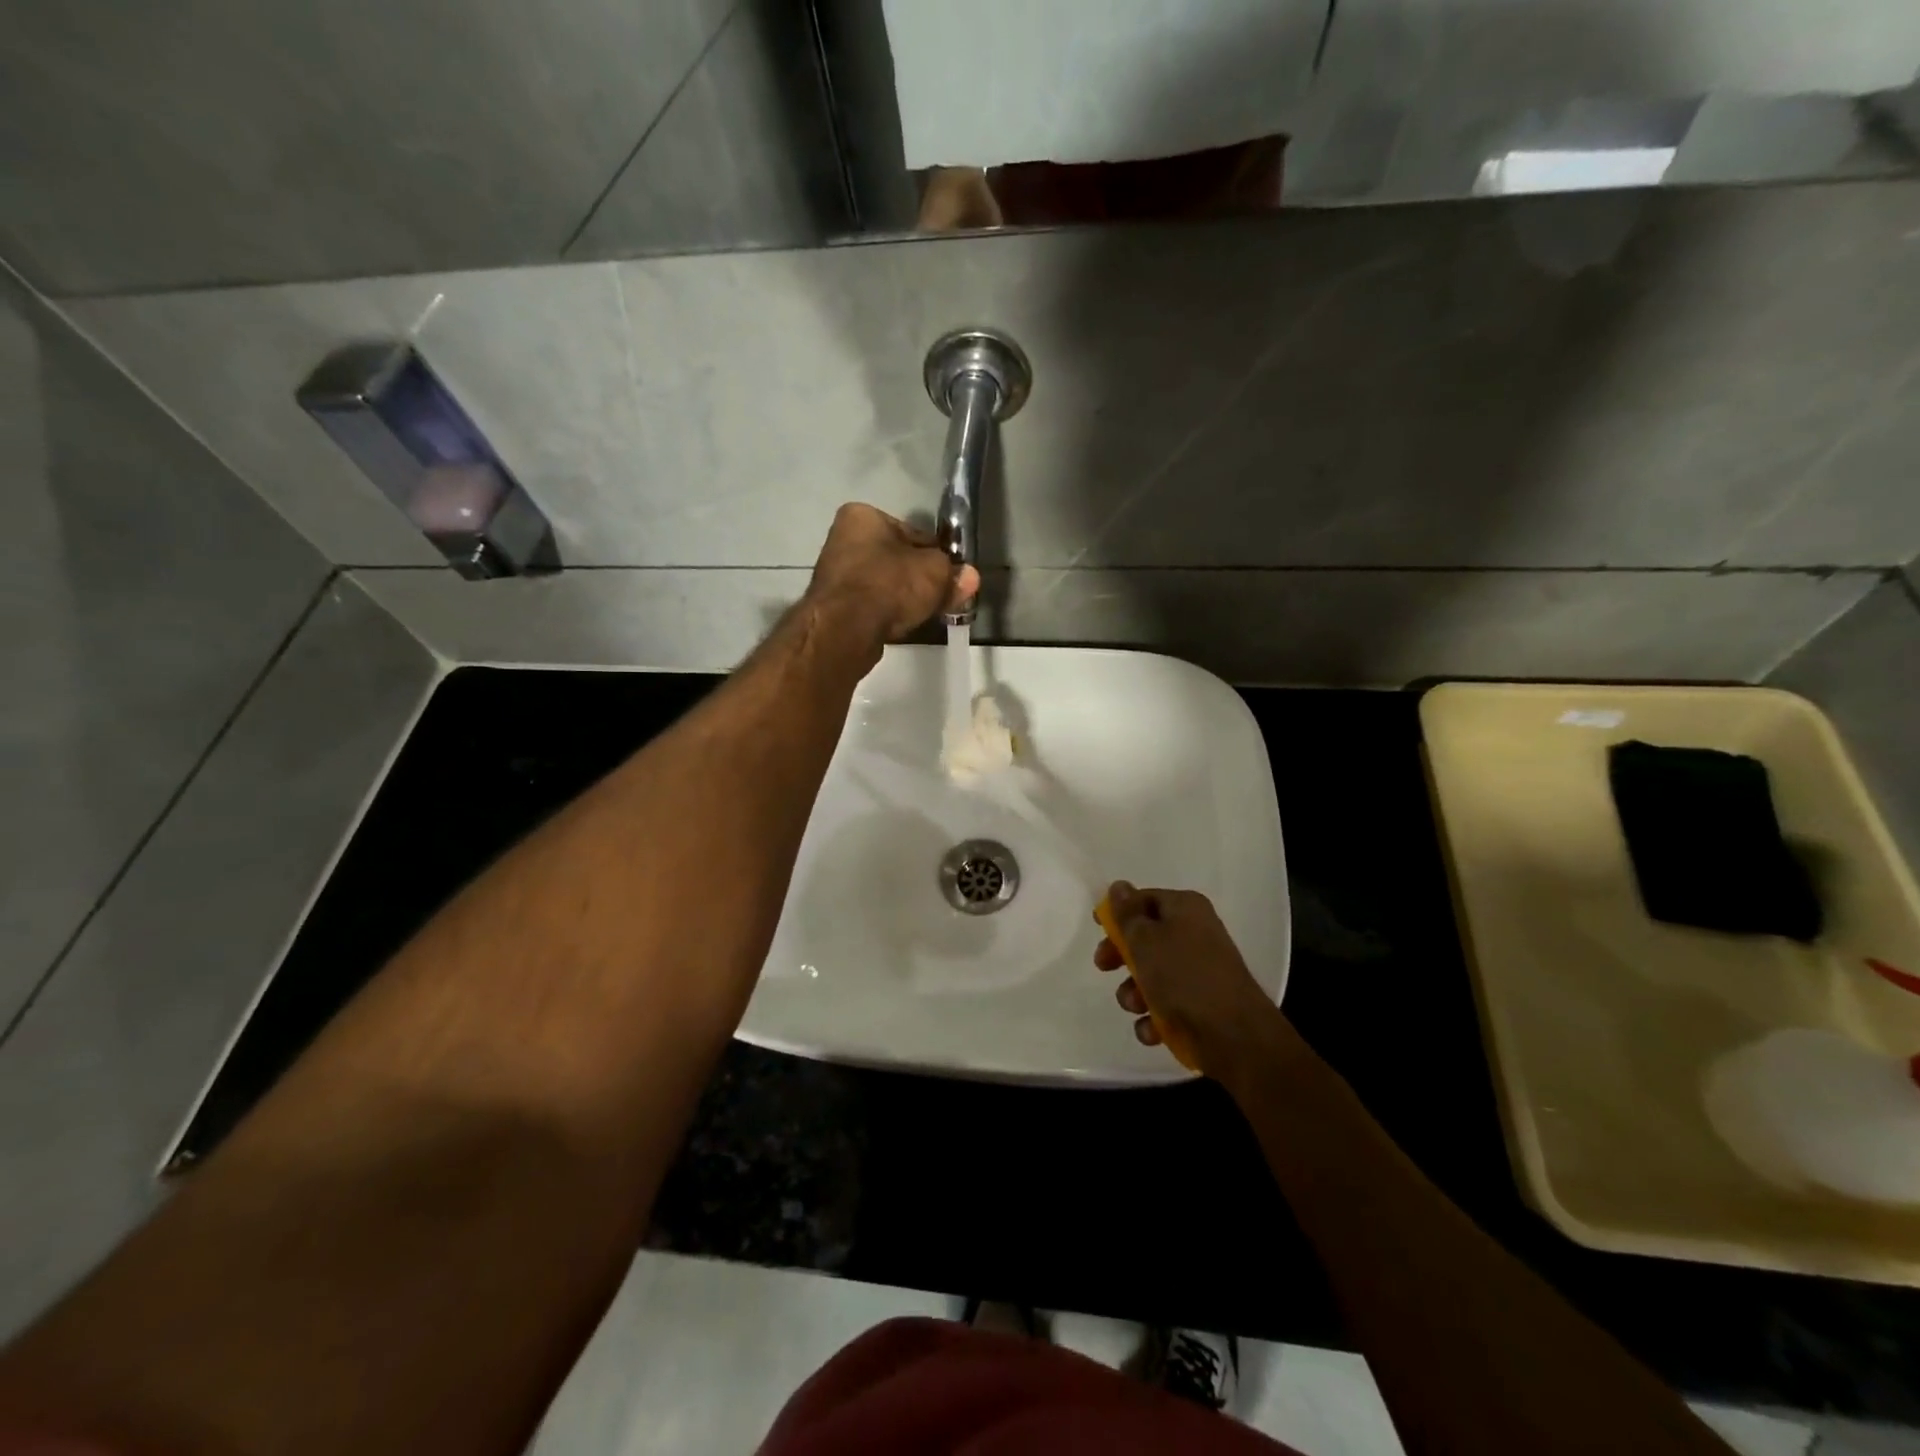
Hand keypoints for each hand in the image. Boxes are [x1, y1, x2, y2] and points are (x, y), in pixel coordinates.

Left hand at [804, 504, 979, 662]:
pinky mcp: (834, 607)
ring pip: (884, 584)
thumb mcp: (935, 572)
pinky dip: (887, 612)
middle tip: (942, 598)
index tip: (951, 575)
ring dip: (904, 597)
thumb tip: (970, 578)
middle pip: (897, 559)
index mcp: (862, 516)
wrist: (846, 628)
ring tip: (925, 614)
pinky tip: (901, 624)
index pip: (913, 533)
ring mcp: (835, 575)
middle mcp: (843, 539)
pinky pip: (871, 605)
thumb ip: (954, 573)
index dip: (936, 554)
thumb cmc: (890, 584)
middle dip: (920, 578)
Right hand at [1094, 881, 1289, 1083]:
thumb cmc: (1184, 976)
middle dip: (1122, 957)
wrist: (1234, 1036)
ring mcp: (1200, 972)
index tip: (1098, 928)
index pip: (1145, 899)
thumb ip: (1127, 913)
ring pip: (1153, 975)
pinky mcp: (1201, 1005)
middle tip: (1104, 967)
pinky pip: (1167, 1005)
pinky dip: (1155, 1017)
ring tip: (1136, 1006)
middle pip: (1146, 938)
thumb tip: (1120, 886)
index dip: (1119, 912)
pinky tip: (1153, 1029)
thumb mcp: (1145, 939)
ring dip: (1135, 993)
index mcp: (1186, 909)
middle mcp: (1195, 934)